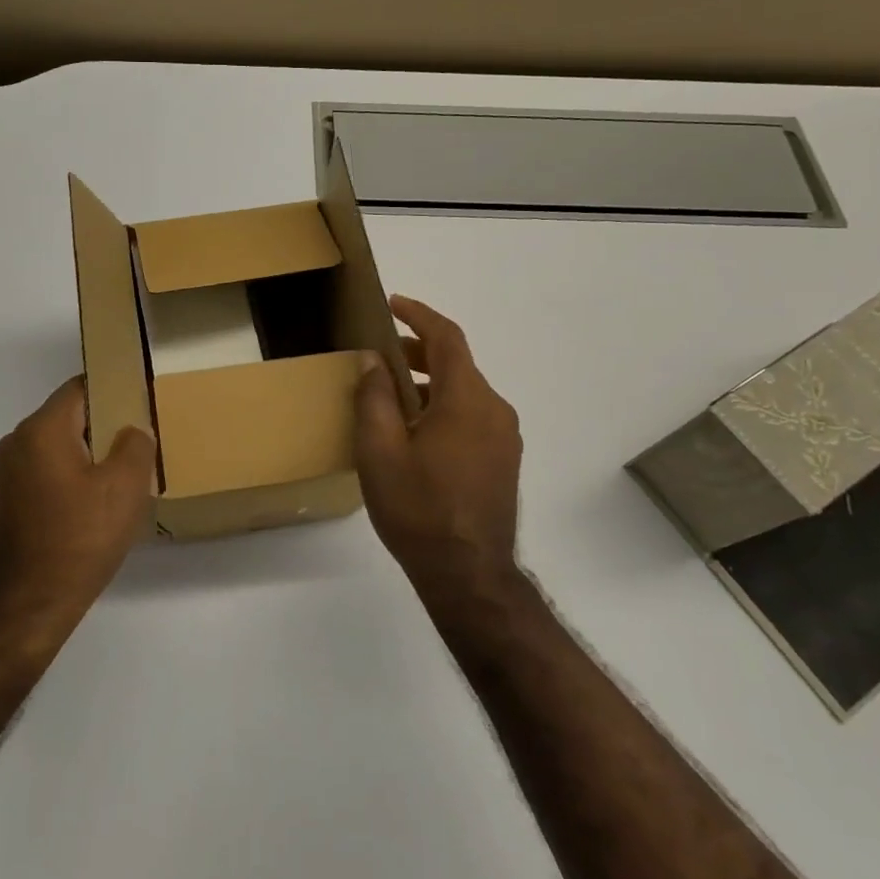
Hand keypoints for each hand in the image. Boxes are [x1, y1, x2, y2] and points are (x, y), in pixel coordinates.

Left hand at [0, 377, 156, 631]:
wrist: (27, 608)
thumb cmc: (79, 540)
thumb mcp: (125, 488)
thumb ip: (136, 445)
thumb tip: (132, 431)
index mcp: (42, 429)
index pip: (82, 387)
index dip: (116, 388)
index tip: (144, 401)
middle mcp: (19, 442)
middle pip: (72, 416)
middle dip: (108, 424)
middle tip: (144, 441)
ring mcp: (10, 473)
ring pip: (63, 446)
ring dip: (94, 454)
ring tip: (128, 474)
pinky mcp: (12, 501)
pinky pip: (51, 471)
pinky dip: (76, 476)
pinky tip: (100, 503)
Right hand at [355, 297, 523, 601]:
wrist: (469, 575)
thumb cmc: (418, 509)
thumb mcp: (379, 450)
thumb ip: (375, 397)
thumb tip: (374, 361)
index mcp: (467, 399)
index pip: (447, 338)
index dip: (419, 315)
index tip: (392, 303)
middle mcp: (494, 410)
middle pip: (457, 364)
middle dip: (418, 351)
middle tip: (380, 353)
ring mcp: (505, 438)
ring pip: (464, 392)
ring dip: (429, 382)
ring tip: (390, 395)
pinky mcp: (503, 460)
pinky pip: (472, 416)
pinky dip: (443, 407)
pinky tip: (415, 431)